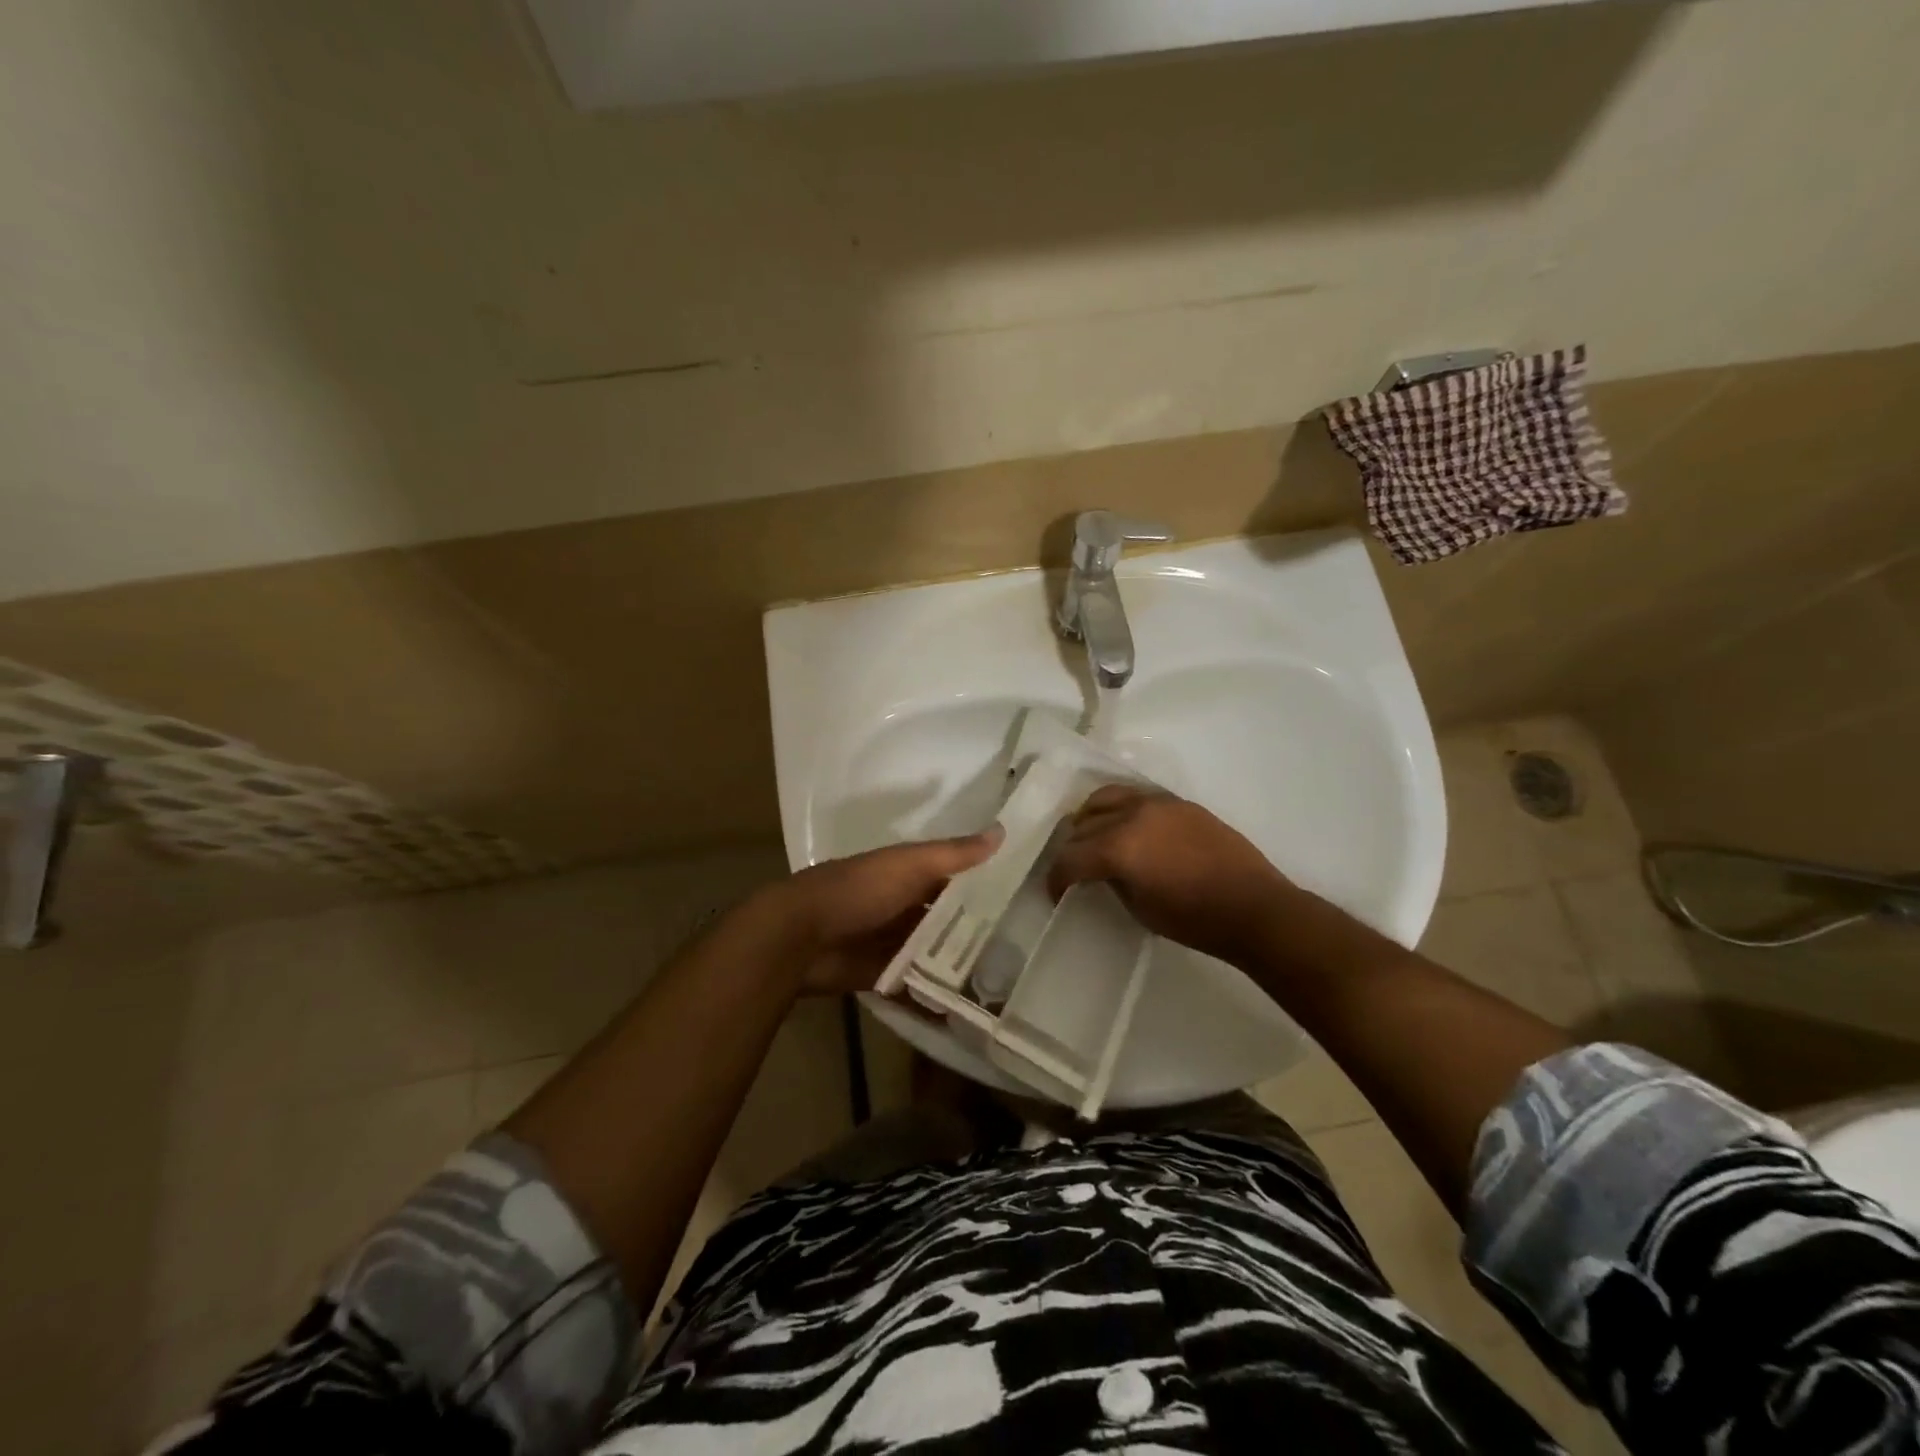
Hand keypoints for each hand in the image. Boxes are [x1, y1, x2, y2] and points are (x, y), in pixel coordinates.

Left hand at [757, 828, 1002, 994]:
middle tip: (1023, 949)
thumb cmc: (859, 890)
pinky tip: (969, 1008)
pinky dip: (936, 995)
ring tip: (1006, 981)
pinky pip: (916, 986)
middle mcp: (904, 906)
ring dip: (960, 964)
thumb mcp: (910, 865)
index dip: (986, 886)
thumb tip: (1003, 831)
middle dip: (977, 931)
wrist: (800, 937)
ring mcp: (893, 943)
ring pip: (935, 953)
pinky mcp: (883, 976)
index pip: (955, 878)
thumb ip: (954, 854)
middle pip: (947, 919)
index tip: (1026, 900)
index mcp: (909, 874)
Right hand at [1047, 786, 1293, 965]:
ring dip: (1091, 819)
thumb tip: (1103, 870)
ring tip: (1094, 838)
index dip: (1057, 878)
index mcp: (1118, 846)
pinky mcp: (1178, 802)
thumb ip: (1113, 881)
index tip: (1056, 892)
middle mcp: (1132, 815)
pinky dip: (1120, 809)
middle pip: (1083, 824)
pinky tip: (1127, 829)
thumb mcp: (1140, 908)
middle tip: (1074, 869)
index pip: (1071, 857)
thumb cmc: (1195, 919)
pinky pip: (1135, 796)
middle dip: (1072, 849)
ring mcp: (1157, 803)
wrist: (1254, 907)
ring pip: (1106, 798)